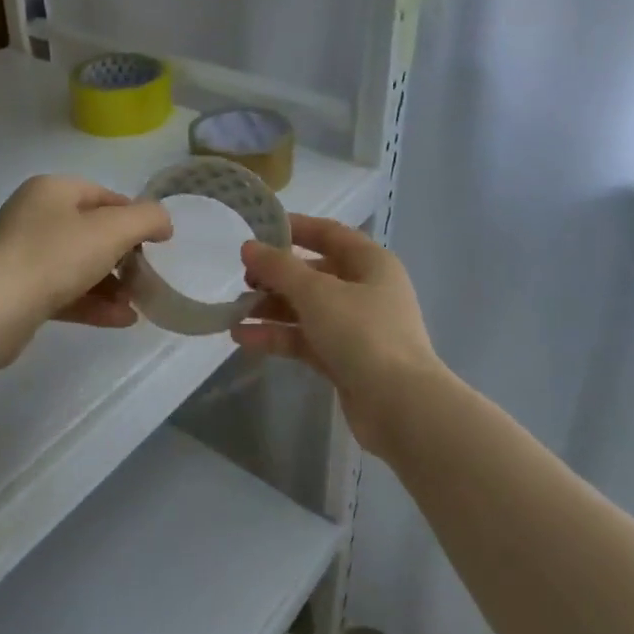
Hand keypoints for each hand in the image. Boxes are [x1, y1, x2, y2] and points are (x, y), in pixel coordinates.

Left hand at [0, 176, 172, 347]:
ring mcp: (22, 253)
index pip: (104, 196)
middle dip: (123, 257)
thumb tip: (162, 223)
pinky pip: (63, 290)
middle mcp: (33, 215)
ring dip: (111, 285)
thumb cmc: (56, 256)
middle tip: (145, 277)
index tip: (156, 244)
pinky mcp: (17, 289)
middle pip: (91, 232)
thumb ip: (147, 219)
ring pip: (78, 265)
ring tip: (137, 305)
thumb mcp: (113, 230)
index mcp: (52, 190)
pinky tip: (120, 320)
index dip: (134, 217)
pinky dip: (92, 302)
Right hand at [232, 215, 443, 453]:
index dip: (295, 228)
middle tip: (243, 280)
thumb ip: (279, 268)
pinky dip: (278, 337)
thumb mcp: (317, 293)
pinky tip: (243, 339)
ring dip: (271, 310)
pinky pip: (306, 340)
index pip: (329, 233)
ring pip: (307, 309)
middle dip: (277, 276)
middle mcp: (366, 290)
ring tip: (233, 314)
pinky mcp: (345, 359)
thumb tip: (249, 247)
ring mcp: (356, 327)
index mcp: (371, 263)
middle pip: (315, 273)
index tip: (258, 229)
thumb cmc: (363, 333)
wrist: (400, 406)